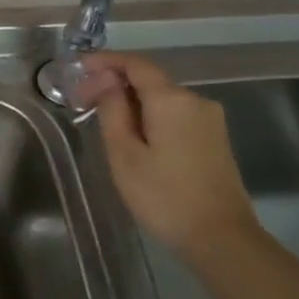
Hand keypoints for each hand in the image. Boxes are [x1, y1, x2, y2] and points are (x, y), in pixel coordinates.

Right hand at [86, 53, 265, 262]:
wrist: (221, 237)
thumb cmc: (164, 197)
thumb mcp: (124, 154)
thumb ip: (112, 111)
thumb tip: (107, 80)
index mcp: (172, 100)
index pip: (136, 64)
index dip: (105, 61)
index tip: (78, 68)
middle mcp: (195, 100)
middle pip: (150, 80)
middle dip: (116, 84)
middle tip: (83, 102)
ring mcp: (210, 120)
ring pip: (163, 99)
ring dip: (132, 103)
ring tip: (103, 122)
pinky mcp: (215, 139)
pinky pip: (176, 115)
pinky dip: (151, 117)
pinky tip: (134, 137)